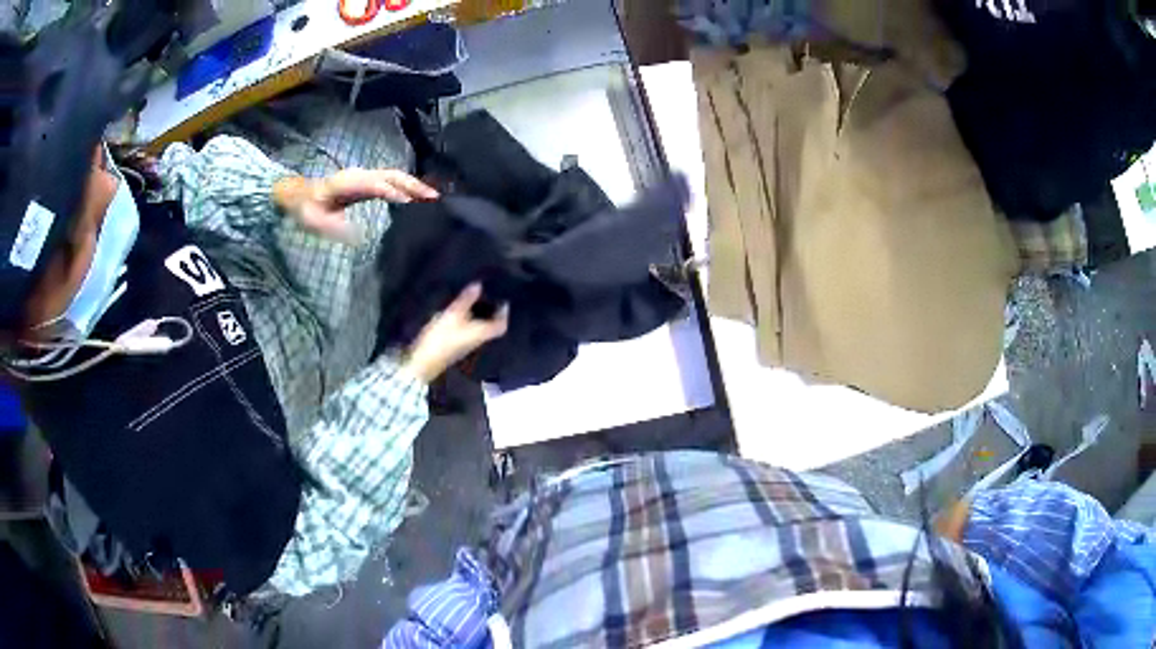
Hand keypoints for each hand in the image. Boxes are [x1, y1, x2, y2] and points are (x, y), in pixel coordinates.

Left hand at [273, 169, 438, 243]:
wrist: (300, 195)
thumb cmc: (307, 210)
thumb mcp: (314, 222)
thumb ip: (333, 227)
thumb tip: (358, 237)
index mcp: (347, 183)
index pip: (375, 184)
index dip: (392, 191)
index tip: (409, 201)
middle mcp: (360, 175)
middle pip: (391, 176)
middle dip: (413, 185)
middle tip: (434, 198)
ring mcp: (365, 176)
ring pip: (394, 176)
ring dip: (414, 184)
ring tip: (433, 197)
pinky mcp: (368, 181)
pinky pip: (391, 180)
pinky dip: (407, 186)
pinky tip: (418, 196)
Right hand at [404, 283, 508, 382]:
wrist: (422, 362)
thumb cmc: (441, 338)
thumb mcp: (453, 315)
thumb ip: (466, 300)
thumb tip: (479, 285)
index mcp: (480, 333)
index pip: (500, 327)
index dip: (504, 315)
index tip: (504, 302)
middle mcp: (477, 340)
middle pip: (490, 328)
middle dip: (492, 313)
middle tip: (490, 298)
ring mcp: (465, 345)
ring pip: (478, 329)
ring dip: (479, 316)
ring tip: (476, 301)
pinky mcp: (455, 346)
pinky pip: (467, 331)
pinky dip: (468, 321)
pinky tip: (460, 312)